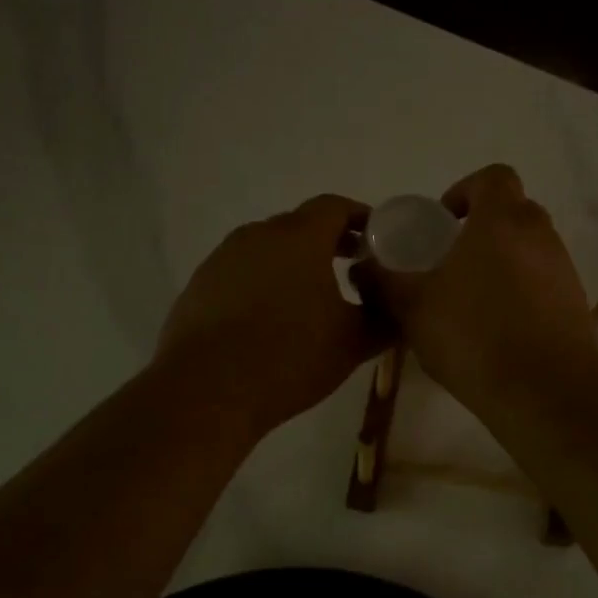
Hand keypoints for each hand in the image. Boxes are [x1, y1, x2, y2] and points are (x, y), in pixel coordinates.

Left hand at [155, 195, 382, 439]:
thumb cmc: (290, 356)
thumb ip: (383, 319)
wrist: (207, 390)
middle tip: (352, 268)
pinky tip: (268, 319)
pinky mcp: (199, 286)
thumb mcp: (353, 342)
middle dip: (328, 242)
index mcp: (300, 237)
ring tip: (310, 298)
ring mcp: (222, 259)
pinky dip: (261, 284)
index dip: (360, 218)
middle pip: (299, 225)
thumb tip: (397, 309)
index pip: (334, 207)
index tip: (377, 238)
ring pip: (267, 249)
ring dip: (292, 264)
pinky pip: (240, 273)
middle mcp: (258, 235)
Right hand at [367, 165, 597, 415]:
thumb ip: (384, 281)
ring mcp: (564, 269)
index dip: (464, 190)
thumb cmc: (473, 336)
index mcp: (501, 221)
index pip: (493, 177)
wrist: (545, 393)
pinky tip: (497, 328)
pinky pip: (543, 281)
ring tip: (470, 300)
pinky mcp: (576, 303)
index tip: (443, 223)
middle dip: (481, 228)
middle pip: (512, 211)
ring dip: (501, 261)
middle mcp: (539, 235)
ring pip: (529, 248)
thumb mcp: (412, 308)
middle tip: (450, 261)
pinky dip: (521, 291)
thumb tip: (363, 266)